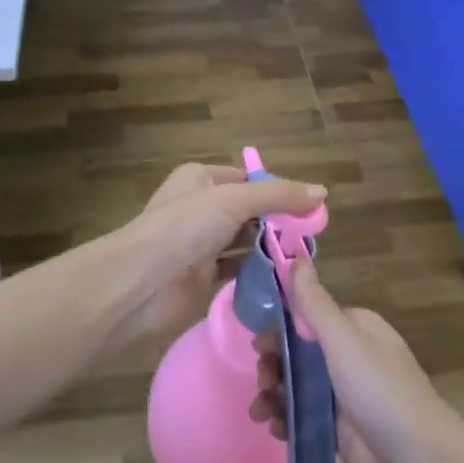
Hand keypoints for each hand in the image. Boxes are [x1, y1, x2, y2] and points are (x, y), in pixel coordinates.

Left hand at [102, 162, 326, 346]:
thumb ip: (278, 196)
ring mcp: (201, 246)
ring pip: (245, 243)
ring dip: (270, 250)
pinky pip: (238, 273)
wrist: (141, 284)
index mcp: (201, 179)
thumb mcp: (234, 200)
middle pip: (249, 212)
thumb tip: (322, 192)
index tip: (311, 206)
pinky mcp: (203, 280)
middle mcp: (201, 208)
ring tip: (306, 259)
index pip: (247, 178)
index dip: (277, 189)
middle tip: (313, 236)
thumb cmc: (185, 227)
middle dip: (278, 222)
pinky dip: (259, 275)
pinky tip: (286, 280)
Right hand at [251, 259, 463, 462]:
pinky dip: (286, 418)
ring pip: (297, 384)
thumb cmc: (381, 392)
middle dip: (273, 364)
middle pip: (297, 351)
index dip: (278, 328)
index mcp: (354, 327)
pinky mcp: (341, 429)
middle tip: (261, 383)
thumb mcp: (344, 341)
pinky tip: (275, 429)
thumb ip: (314, 302)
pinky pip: (304, 415)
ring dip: (273, 394)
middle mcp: (349, 355)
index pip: (306, 315)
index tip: (258, 346)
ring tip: (260, 413)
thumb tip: (296, 257)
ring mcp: (345, 394)